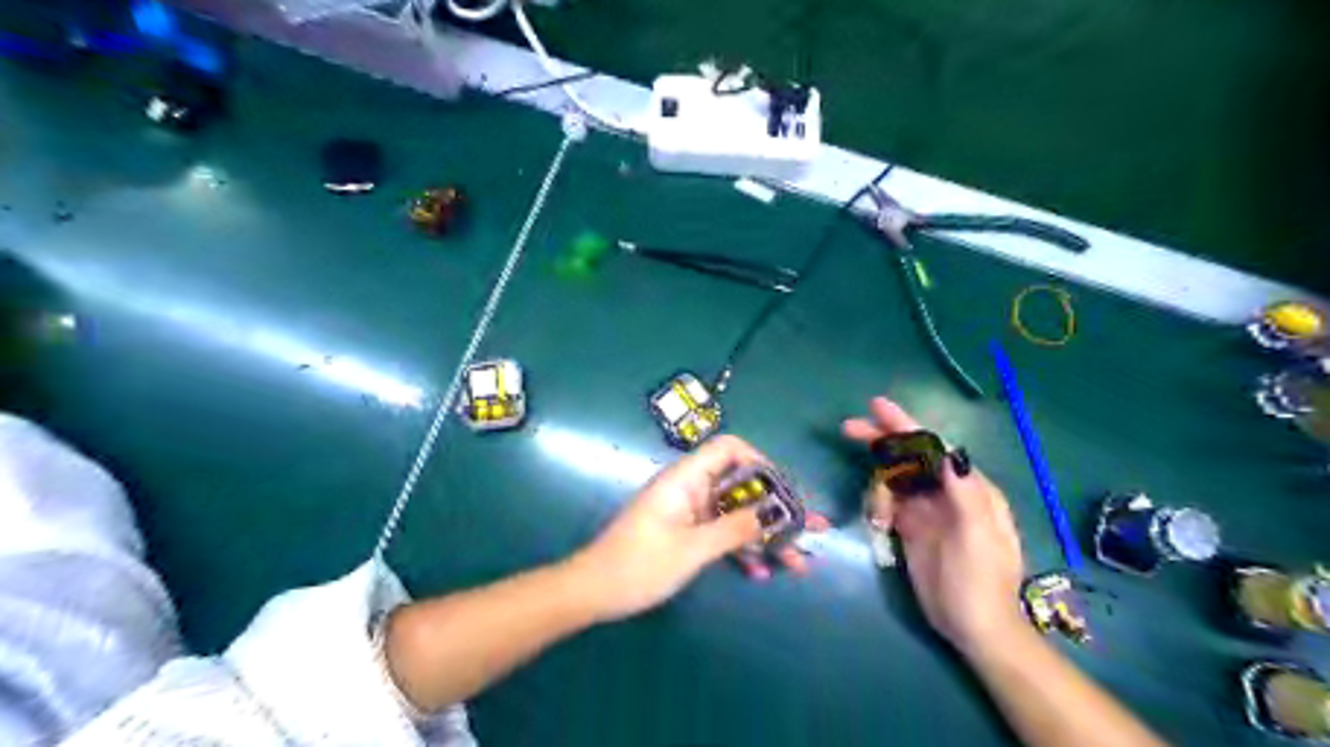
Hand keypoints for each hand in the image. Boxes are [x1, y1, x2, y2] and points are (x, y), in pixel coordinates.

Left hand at [571, 434, 820, 620]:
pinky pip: (721, 533)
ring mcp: (688, 512)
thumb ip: (734, 528)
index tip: (784, 490)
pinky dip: (741, 549)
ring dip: (764, 534)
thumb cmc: (638, 565)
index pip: (728, 448)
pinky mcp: (685, 533)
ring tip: (798, 559)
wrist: (593, 592)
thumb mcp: (691, 549)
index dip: (759, 461)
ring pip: (735, 513)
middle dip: (775, 507)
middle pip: (740, 485)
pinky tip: (761, 573)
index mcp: (686, 478)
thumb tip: (775, 512)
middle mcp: (690, 489)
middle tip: (810, 528)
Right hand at [846, 398, 1020, 653]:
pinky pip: (888, 503)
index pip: (933, 447)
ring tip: (878, 514)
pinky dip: (878, 505)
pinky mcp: (912, 529)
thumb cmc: (980, 580)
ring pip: (895, 479)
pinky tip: (877, 521)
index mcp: (969, 488)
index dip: (904, 425)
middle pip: (910, 456)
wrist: (974, 629)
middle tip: (848, 429)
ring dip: (879, 484)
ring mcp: (928, 511)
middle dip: (882, 442)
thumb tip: (948, 450)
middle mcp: (947, 493)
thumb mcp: (978, 535)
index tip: (876, 407)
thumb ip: (965, 491)